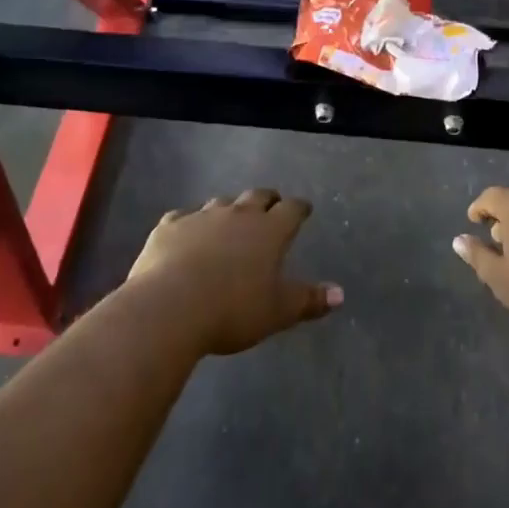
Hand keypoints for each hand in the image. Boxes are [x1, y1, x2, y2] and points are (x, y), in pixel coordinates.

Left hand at [127, 188, 342, 355]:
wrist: (170, 306)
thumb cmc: (233, 309)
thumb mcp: (278, 311)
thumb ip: (309, 300)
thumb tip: (339, 293)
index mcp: (268, 231)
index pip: (291, 210)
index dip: (299, 208)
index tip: (304, 208)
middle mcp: (237, 214)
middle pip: (257, 197)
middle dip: (267, 199)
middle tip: (272, 204)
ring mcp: (200, 217)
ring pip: (221, 203)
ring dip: (230, 208)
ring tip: (231, 218)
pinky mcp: (169, 227)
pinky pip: (183, 217)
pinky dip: (189, 222)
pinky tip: (186, 231)